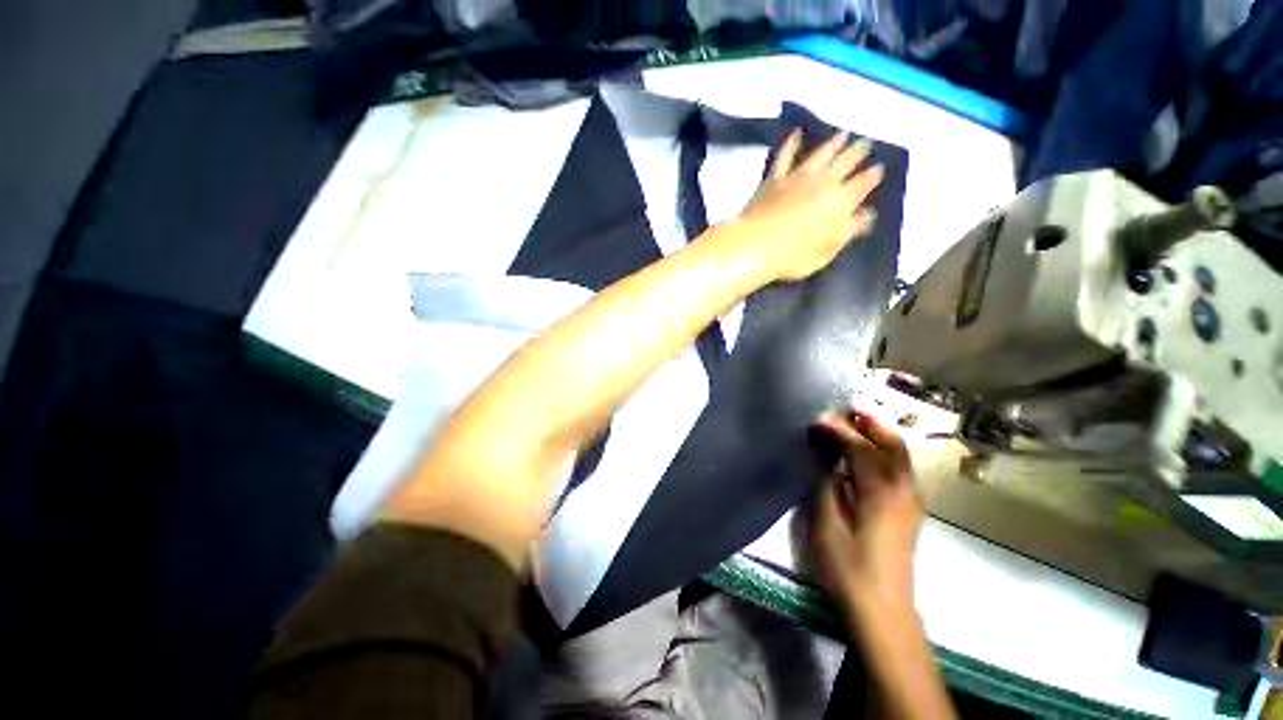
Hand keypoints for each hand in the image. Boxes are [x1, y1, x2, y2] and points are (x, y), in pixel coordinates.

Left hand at [736, 129, 883, 280]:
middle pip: (845, 162)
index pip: (863, 184)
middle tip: (865, 143)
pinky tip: (796, 133)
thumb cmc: (794, 255)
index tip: (879, 168)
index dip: (872, 176)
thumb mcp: (828, 250)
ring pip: (821, 154)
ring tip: (843, 133)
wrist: (756, 245)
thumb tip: (868, 215)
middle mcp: (824, 182)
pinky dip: (791, 143)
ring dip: (834, 142)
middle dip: (857, 152)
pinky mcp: (774, 178)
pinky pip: (785, 156)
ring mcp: (797, 177)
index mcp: (841, 201)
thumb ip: (849, 230)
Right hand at [809, 408, 922, 614]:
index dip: (837, 430)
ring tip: (856, 422)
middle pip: (891, 444)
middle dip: (869, 423)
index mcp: (882, 492)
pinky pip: (900, 468)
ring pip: (900, 455)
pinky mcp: (910, 510)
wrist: (883, 609)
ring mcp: (911, 500)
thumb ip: (826, 484)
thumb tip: (822, 455)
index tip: (816, 420)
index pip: (860, 447)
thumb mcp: (827, 524)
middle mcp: (903, 490)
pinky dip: (885, 451)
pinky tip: (867, 453)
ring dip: (879, 435)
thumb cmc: (849, 567)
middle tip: (847, 409)